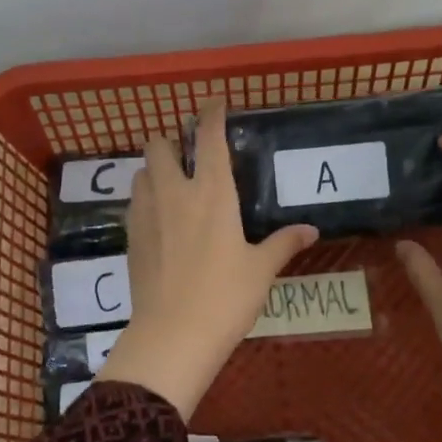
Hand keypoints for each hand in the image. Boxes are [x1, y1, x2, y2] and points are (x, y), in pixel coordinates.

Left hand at [95, 100, 318, 417]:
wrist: (173, 337)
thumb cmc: (225, 298)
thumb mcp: (261, 270)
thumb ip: (283, 244)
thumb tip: (310, 230)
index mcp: (211, 193)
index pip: (208, 138)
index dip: (211, 115)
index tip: (215, 104)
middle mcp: (173, 194)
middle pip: (158, 145)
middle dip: (171, 140)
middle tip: (189, 154)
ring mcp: (146, 215)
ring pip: (141, 172)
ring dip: (155, 169)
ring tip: (174, 186)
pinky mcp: (130, 238)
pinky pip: (135, 204)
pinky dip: (146, 199)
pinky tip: (162, 221)